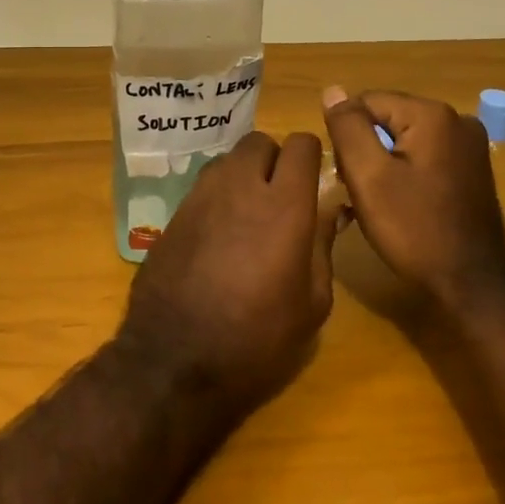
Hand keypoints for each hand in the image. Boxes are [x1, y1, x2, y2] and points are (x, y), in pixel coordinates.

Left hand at [120, 131, 336, 410]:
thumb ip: (323, 246)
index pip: (300, 144)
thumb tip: (331, 210)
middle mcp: (239, 187)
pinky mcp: (173, 214)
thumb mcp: (311, 304)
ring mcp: (200, 197)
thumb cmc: (257, 339)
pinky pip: (203, 187)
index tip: (314, 181)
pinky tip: (219, 235)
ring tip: (249, 214)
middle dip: (274, 160)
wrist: (174, 361)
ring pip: (228, 160)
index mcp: (283, 205)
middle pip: (259, 142)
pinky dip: (218, 197)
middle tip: (281, 196)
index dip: (311, 157)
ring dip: (243, 175)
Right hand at [321, 87, 504, 307]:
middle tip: (361, 193)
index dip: (348, 137)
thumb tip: (333, 90)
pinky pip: (424, 156)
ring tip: (380, 203)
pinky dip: (405, 173)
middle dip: (366, 150)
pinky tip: (401, 204)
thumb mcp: (368, 177)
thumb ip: (348, 128)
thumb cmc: (414, 230)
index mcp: (433, 114)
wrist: (472, 285)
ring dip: (383, 164)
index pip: (366, 103)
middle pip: (387, 118)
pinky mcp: (472, 169)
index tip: (348, 176)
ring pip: (404, 139)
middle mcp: (457, 119)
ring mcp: (470, 145)